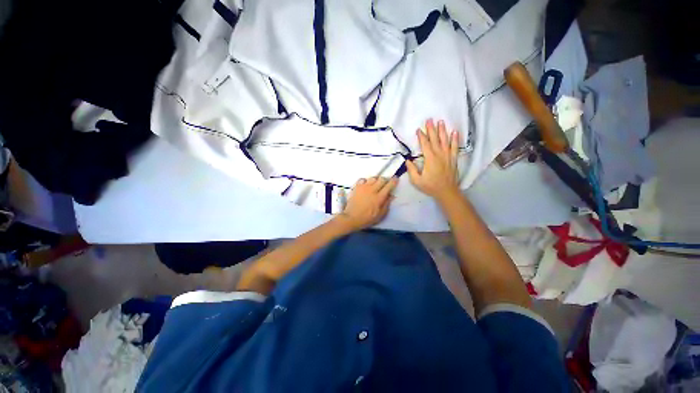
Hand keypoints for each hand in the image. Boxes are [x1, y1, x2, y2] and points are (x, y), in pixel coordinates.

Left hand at [334, 177, 397, 231]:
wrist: (351, 218)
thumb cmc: (367, 218)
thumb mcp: (380, 215)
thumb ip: (387, 204)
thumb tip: (391, 195)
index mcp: (379, 197)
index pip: (389, 185)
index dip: (394, 181)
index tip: (396, 178)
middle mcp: (372, 190)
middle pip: (381, 179)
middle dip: (385, 180)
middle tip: (385, 184)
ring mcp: (363, 187)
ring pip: (373, 178)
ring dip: (376, 180)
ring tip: (375, 184)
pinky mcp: (356, 187)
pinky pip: (362, 179)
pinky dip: (366, 181)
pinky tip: (366, 185)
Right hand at [405, 119, 460, 201]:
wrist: (447, 192)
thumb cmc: (430, 186)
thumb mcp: (417, 180)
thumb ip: (412, 170)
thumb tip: (408, 160)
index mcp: (430, 159)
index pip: (425, 145)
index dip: (421, 136)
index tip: (418, 129)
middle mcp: (439, 155)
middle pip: (435, 139)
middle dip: (431, 129)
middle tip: (429, 119)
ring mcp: (448, 156)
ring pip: (445, 141)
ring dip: (442, 131)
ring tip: (441, 121)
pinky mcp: (453, 159)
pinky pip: (455, 147)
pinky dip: (455, 139)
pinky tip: (455, 132)